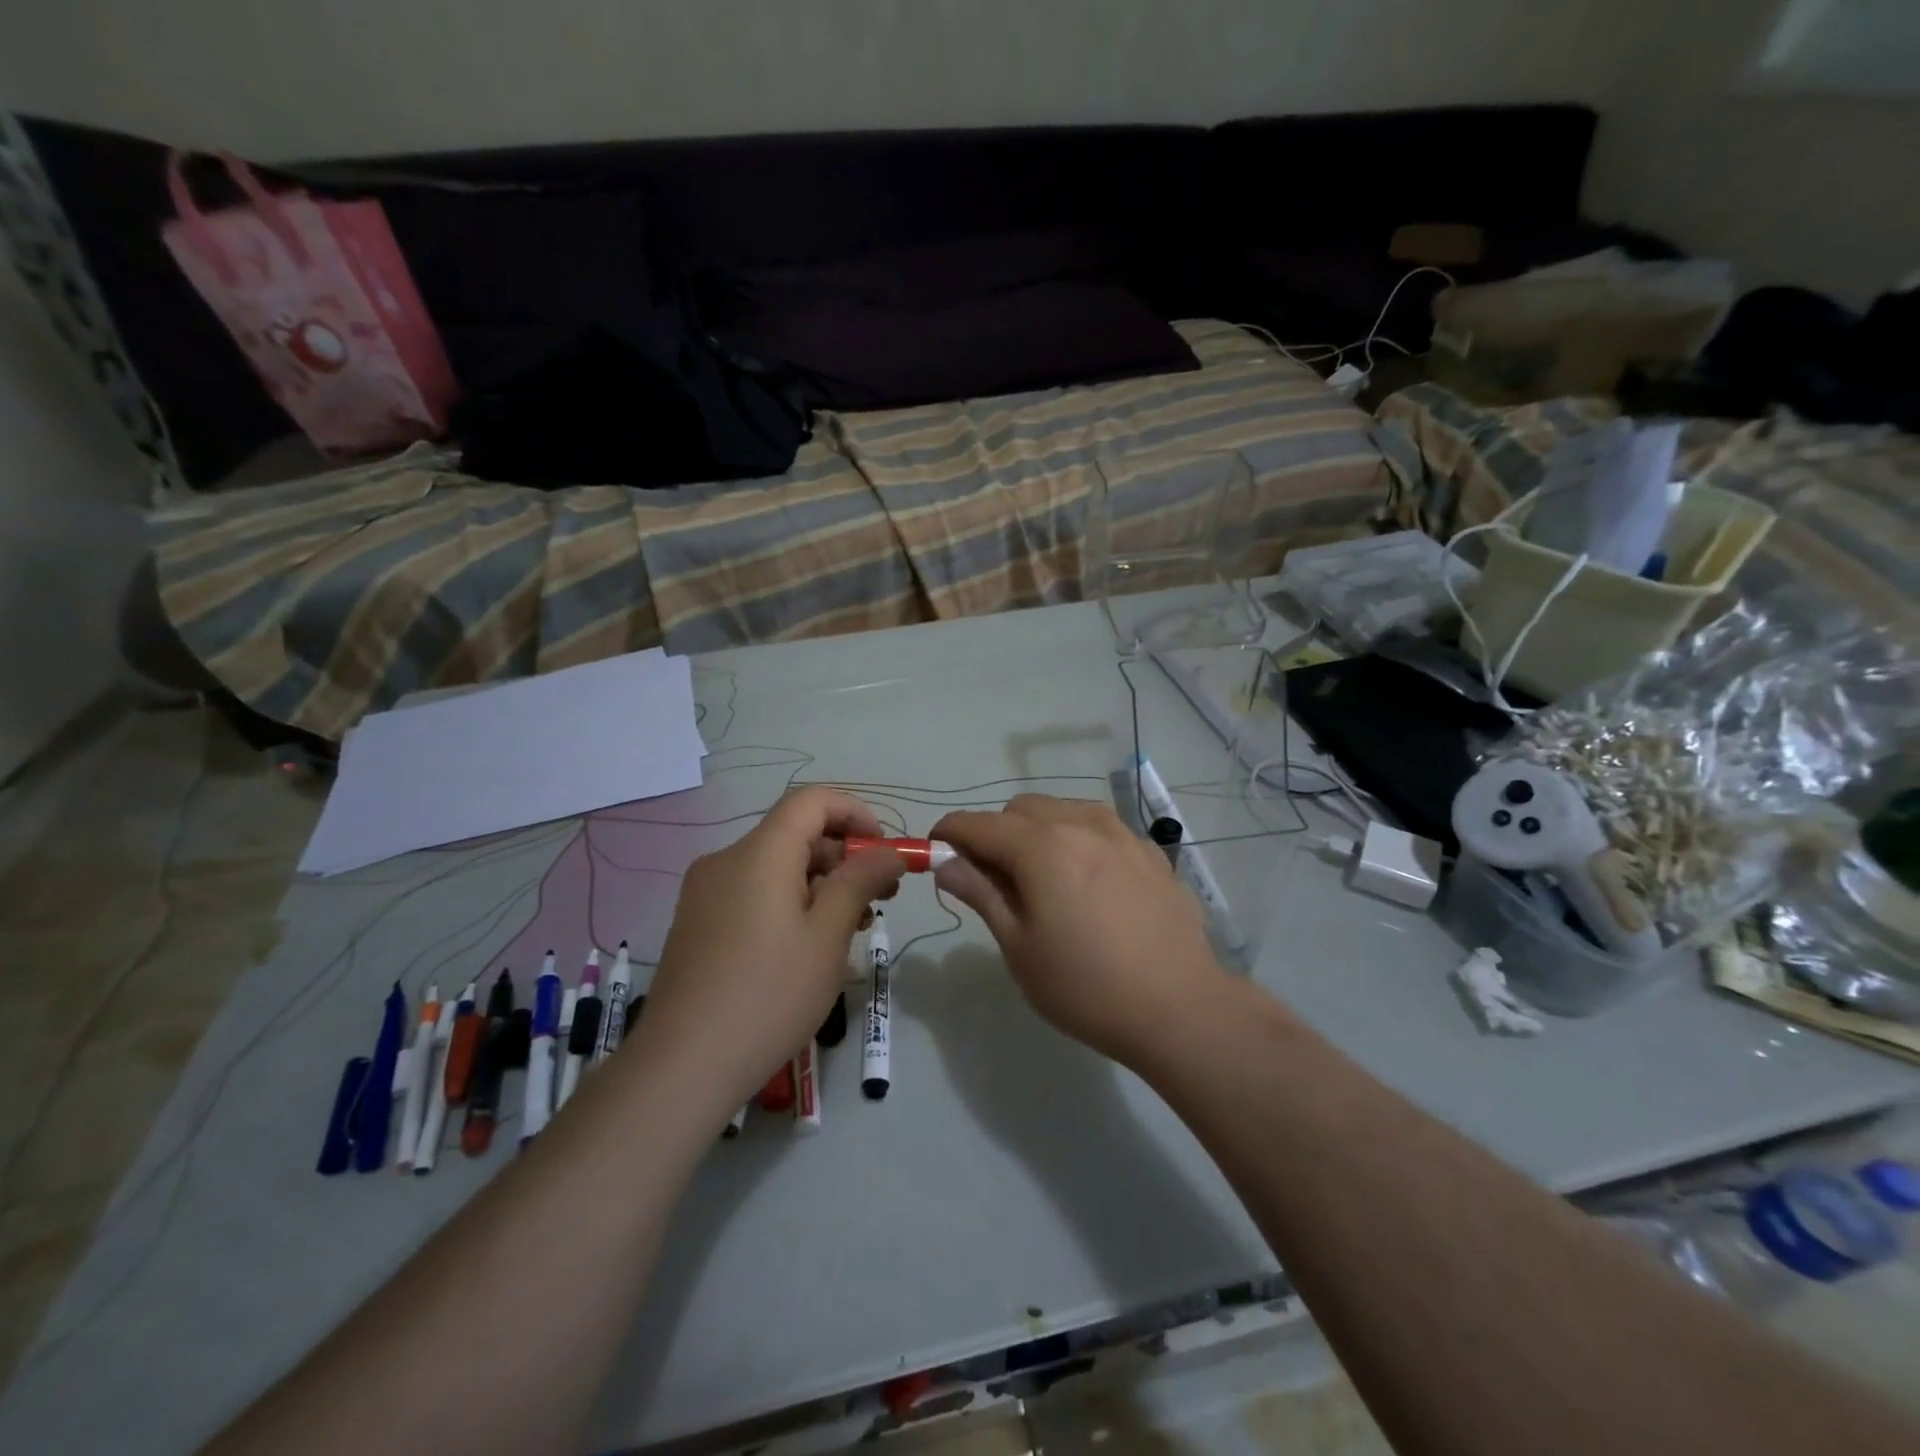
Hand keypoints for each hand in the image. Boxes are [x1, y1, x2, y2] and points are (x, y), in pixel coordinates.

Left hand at [640, 788, 904, 1111]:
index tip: (884, 850)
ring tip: (852, 929)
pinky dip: (790, 904)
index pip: (812, 801)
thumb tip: (889, 852)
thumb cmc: (768, 995)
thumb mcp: (827, 937)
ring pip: (776, 868)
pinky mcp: (698, 924)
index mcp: (759, 854)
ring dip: (821, 885)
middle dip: (844, 857)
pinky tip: (810, 947)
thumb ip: (860, 882)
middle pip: (795, 835)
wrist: (681, 1067)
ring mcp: (706, 894)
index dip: (855, 813)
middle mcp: (726, 861)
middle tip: (881, 899)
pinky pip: (753, 894)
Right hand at [931, 795, 1232, 1065]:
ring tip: (1040, 878)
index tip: (936, 851)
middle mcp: (1081, 824)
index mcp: (1042, 846)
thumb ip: (981, 893)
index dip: (950, 832)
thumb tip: (944, 862)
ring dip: (1036, 830)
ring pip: (1062, 810)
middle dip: (994, 833)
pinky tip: (1086, 881)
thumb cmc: (1086, 986)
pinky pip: (1098, 827)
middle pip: (1020, 809)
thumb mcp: (1020, 946)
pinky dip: (1076, 839)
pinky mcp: (1149, 851)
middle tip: (991, 879)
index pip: (979, 824)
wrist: (1179, 1007)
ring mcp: (1121, 833)